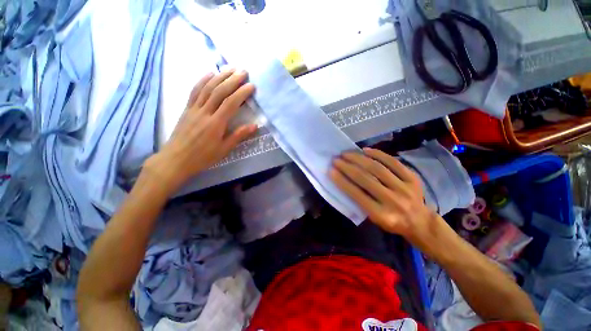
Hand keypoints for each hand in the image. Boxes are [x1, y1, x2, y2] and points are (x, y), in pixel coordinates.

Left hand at [149, 70, 257, 190]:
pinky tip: (210, 73)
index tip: (251, 86)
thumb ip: (238, 135)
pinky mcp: (187, 108)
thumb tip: (254, 126)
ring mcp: (194, 108)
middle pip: (219, 91)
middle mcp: (204, 112)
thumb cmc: (203, 157)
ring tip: (230, 68)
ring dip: (219, 76)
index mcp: (216, 123)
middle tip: (243, 71)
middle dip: (232, 79)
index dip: (242, 93)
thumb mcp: (224, 149)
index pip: (231, 103)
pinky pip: (194, 91)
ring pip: (207, 88)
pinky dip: (202, 80)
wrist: (176, 159)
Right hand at [330, 148, 442, 247]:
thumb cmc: (391, 221)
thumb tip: (345, 181)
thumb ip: (360, 201)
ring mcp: (404, 188)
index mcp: (381, 214)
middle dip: (347, 167)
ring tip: (347, 153)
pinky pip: (393, 162)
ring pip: (377, 168)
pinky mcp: (412, 178)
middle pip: (366, 179)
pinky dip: (378, 154)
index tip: (331, 171)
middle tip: (336, 160)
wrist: (420, 221)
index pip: (356, 194)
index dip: (341, 181)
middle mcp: (393, 201)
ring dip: (359, 159)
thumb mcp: (373, 218)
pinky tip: (365, 150)